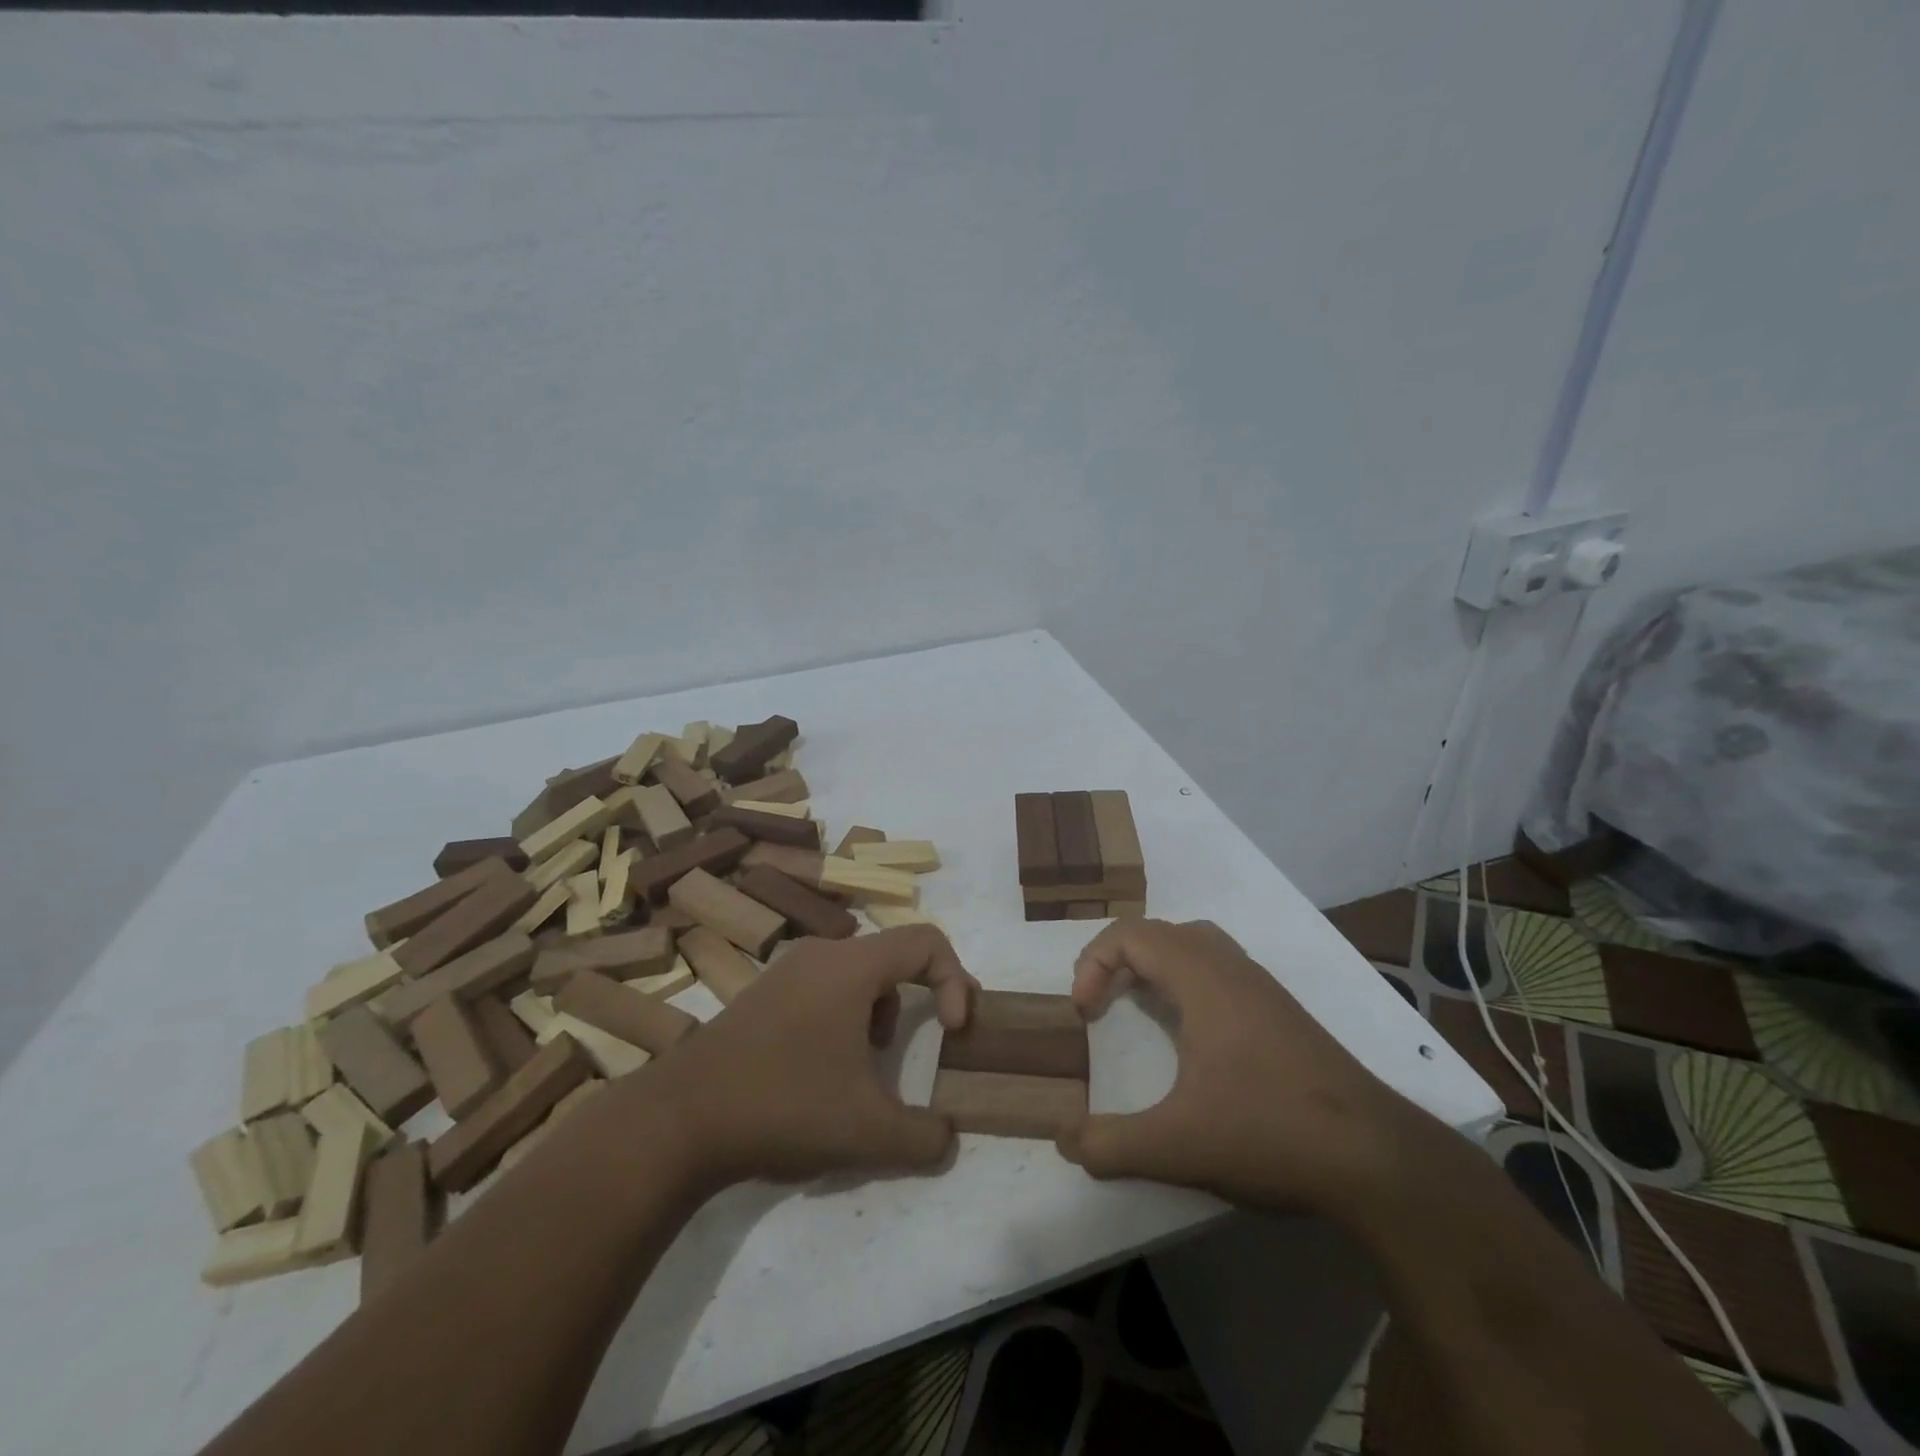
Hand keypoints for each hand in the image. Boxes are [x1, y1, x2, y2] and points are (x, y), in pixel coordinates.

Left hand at [640, 926, 978, 1188]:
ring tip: (867, 1065)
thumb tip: (947, 1138)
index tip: (952, 1032)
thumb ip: (924, 1137)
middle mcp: (820, 954)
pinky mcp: (762, 994)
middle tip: (921, 1044)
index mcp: (851, 966)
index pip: (927, 942)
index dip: (956, 980)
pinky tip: (823, 1069)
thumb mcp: (867, 1132)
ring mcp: (785, 971)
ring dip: (880, 1011)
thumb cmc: (783, 1107)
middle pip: (893, 955)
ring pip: (857, 973)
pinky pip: (824, 987)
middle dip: (919, 999)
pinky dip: (844, 1017)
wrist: (678, 1120)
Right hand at [1058, 919, 1410, 1212]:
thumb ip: (1110, 1143)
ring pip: (1195, 945)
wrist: (1376, 1159)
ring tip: (1138, 1006)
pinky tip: (1191, 1035)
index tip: (1084, 1014)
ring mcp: (1262, 988)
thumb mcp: (1177, 1146)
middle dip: (1118, 959)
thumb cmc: (1269, 1133)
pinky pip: (1219, 969)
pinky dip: (1186, 982)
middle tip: (1100, 1003)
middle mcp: (1231, 969)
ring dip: (1155, 965)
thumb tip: (1064, 1140)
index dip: (1093, 963)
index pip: (1131, 934)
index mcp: (1202, 979)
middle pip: (1160, 932)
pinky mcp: (1282, 1013)